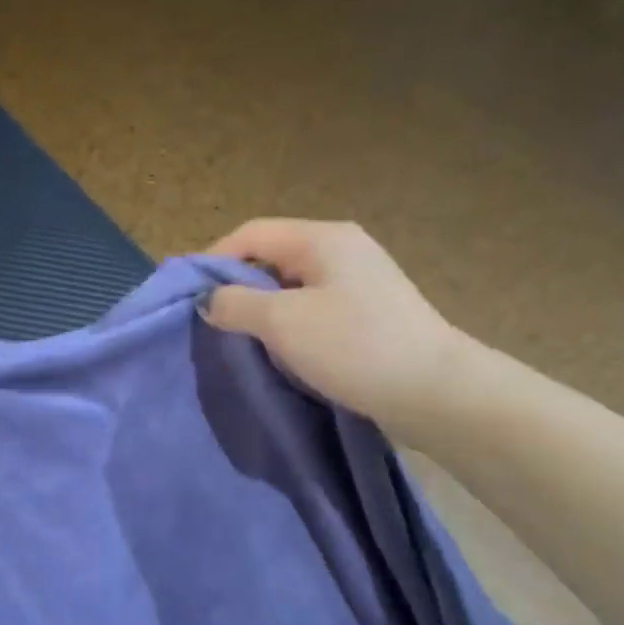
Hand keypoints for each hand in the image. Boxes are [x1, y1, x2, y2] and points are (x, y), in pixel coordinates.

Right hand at [203, 219, 471, 431]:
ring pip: (291, 285)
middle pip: (271, 256)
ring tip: (241, 339)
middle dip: (237, 286)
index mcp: (322, 238)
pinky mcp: (368, 311)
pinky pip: (312, 306)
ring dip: (262, 308)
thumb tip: (208, 300)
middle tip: (212, 321)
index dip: (214, 260)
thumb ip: (236, 304)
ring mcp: (359, 280)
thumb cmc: (353, 346)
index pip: (251, 233)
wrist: (434, 391)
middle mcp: (342, 249)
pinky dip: (288, 323)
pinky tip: (280, 350)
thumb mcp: (282, 322)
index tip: (189, 296)